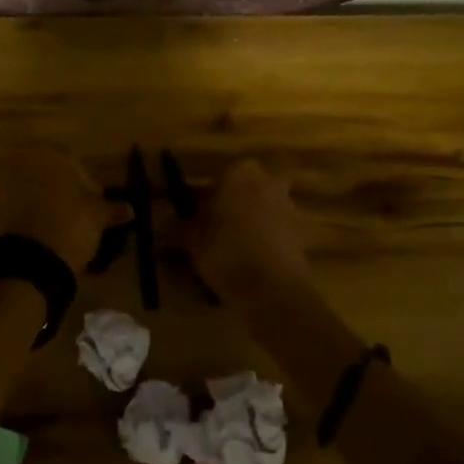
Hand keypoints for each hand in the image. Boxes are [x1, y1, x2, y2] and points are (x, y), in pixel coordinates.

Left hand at [0, 146, 115, 270]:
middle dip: (66, 191)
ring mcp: (3, 187)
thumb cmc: (70, 225)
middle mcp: (21, 164)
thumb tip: (130, 209)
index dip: (89, 182)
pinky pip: (19, 209)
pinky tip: (47, 234)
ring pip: (33, 191)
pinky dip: (33, 217)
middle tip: (82, 212)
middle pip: (50, 175)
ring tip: (65, 225)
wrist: (30, 262)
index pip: (74, 162)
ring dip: (48, 204)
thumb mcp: (97, 217)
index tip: (98, 201)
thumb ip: (111, 209)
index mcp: (48, 155)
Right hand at [174, 158, 311, 299]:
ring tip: (229, 249)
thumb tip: (163, 223)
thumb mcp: (192, 241)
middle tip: (212, 229)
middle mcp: (267, 181)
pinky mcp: (300, 230)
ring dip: (248, 221)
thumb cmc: (227, 253)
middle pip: (243, 189)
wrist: (274, 289)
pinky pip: (274, 228)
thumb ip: (179, 228)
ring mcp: (287, 204)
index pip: (215, 176)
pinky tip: (249, 261)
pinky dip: (263, 239)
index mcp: (239, 173)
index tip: (192, 216)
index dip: (202, 197)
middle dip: (229, 204)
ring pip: (260, 207)